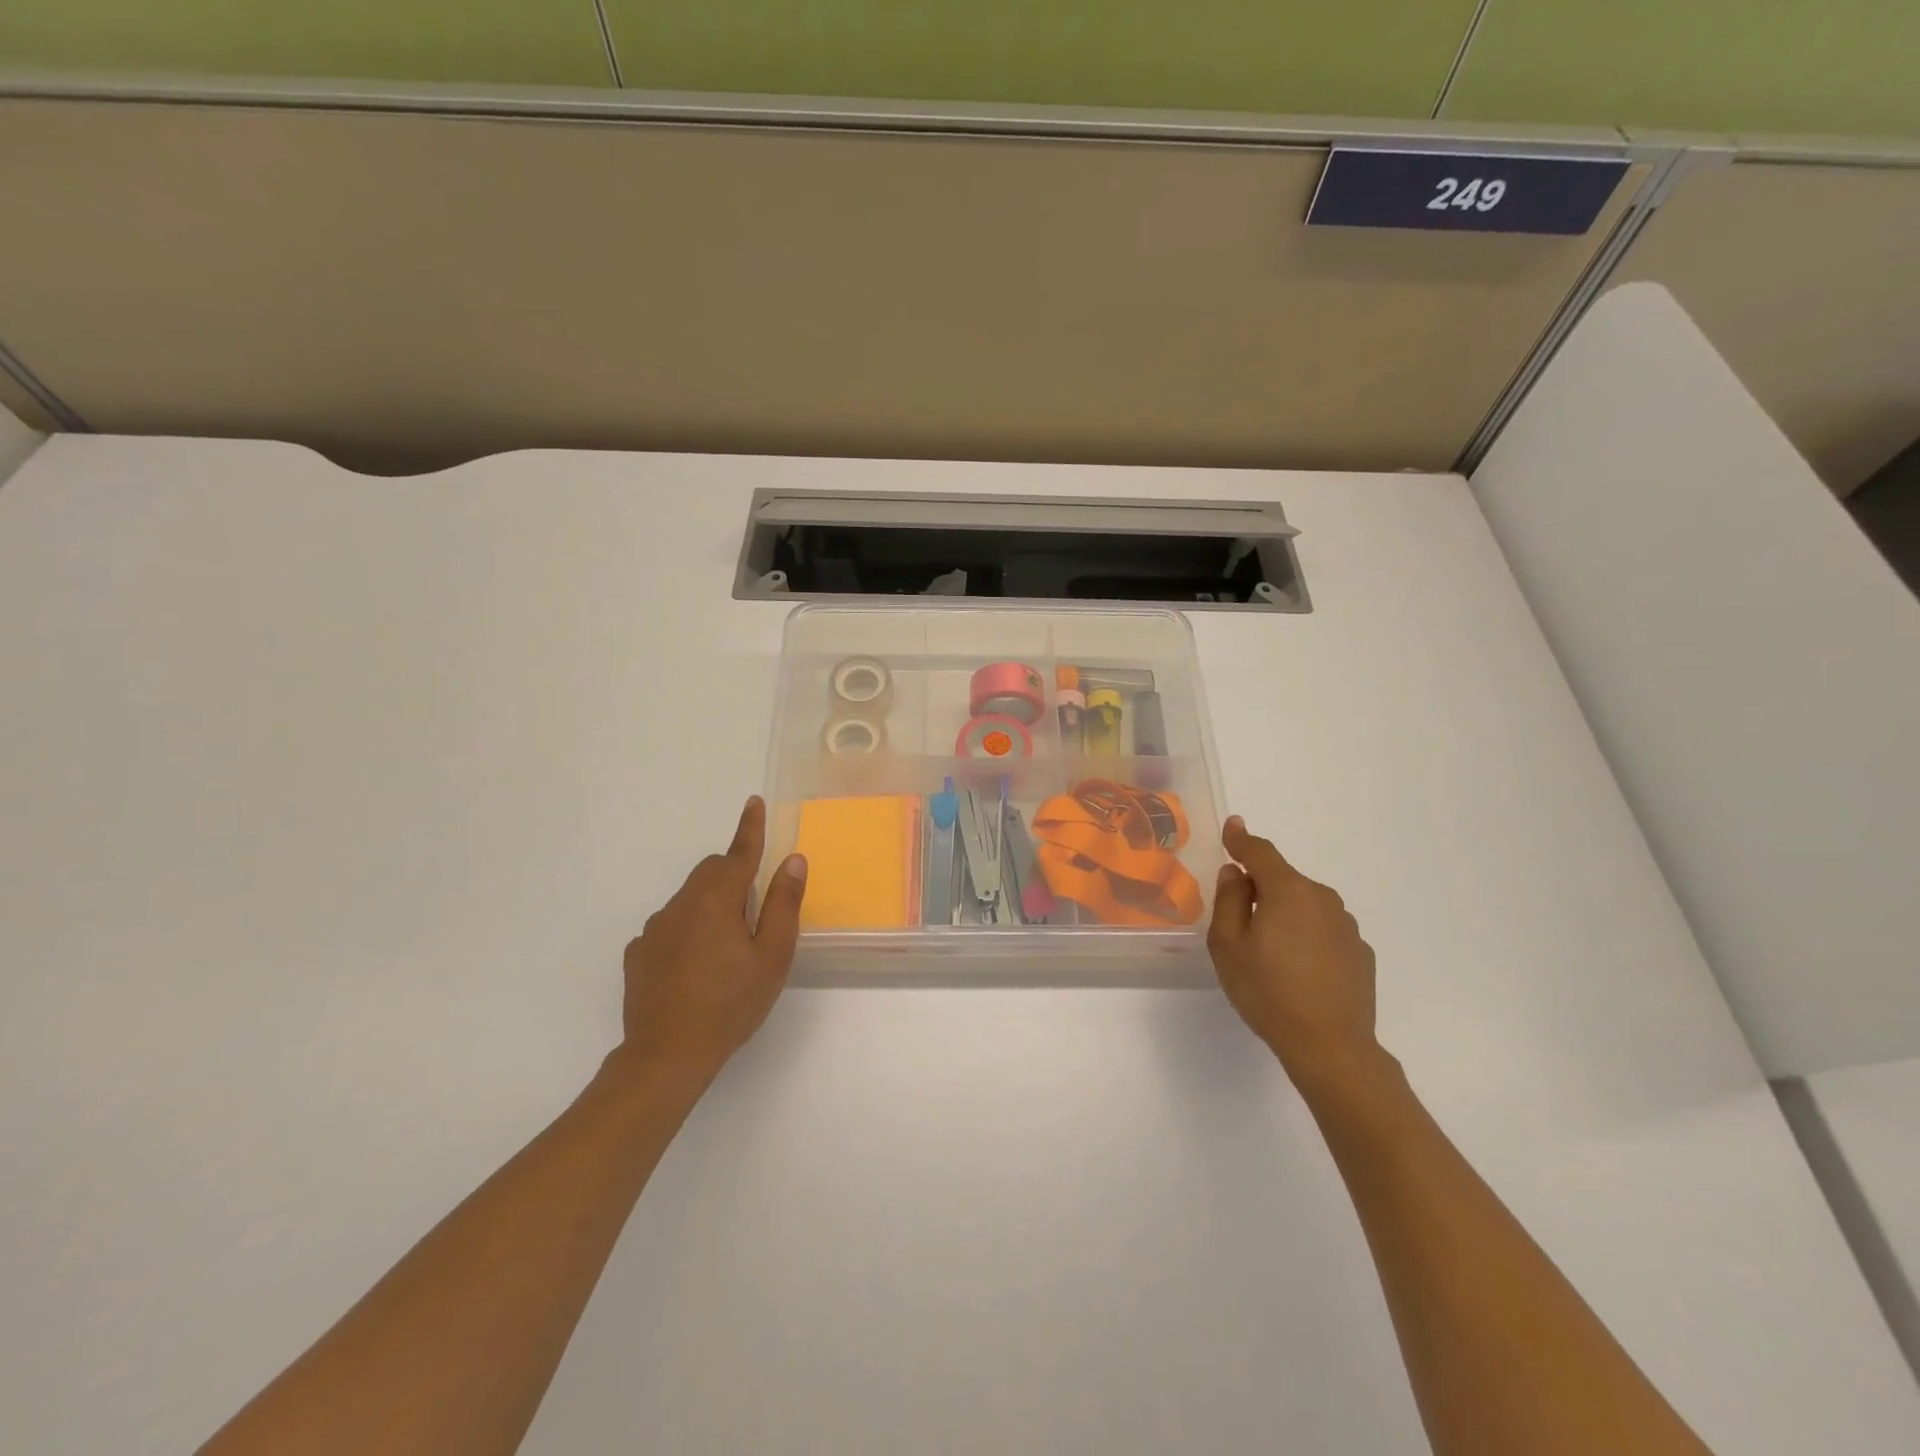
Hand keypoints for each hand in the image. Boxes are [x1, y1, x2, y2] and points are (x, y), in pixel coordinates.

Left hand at [616, 796, 807, 1084]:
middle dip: (734, 875)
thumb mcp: (772, 956)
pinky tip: (696, 968)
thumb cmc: (731, 1004)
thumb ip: (784, 904)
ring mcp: (654, 929)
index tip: (753, 802)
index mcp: (717, 900)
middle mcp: (681, 904)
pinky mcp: (639, 953)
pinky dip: (688, 930)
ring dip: (711, 906)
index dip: (750, 827)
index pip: (738, 853)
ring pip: (690, 899)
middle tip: (754, 910)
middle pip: (711, 872)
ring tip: (727, 950)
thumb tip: (792, 860)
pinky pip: (670, 926)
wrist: (666, 1056)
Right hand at [1207, 816, 1380, 1087]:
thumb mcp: (1228, 945)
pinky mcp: (1360, 953)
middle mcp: (1322, 899)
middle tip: (1239, 921)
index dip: (1241, 839)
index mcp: (1288, 891)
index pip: (1260, 852)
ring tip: (1269, 952)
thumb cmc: (1268, 992)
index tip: (1232, 827)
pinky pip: (1323, 931)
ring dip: (1285, 914)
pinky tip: (1298, 970)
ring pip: (1305, 905)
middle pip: (1283, 880)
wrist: (1331, 1047)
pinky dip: (1307, 937)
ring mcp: (1346, 926)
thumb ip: (1229, 900)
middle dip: (1260, 888)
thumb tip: (1235, 873)